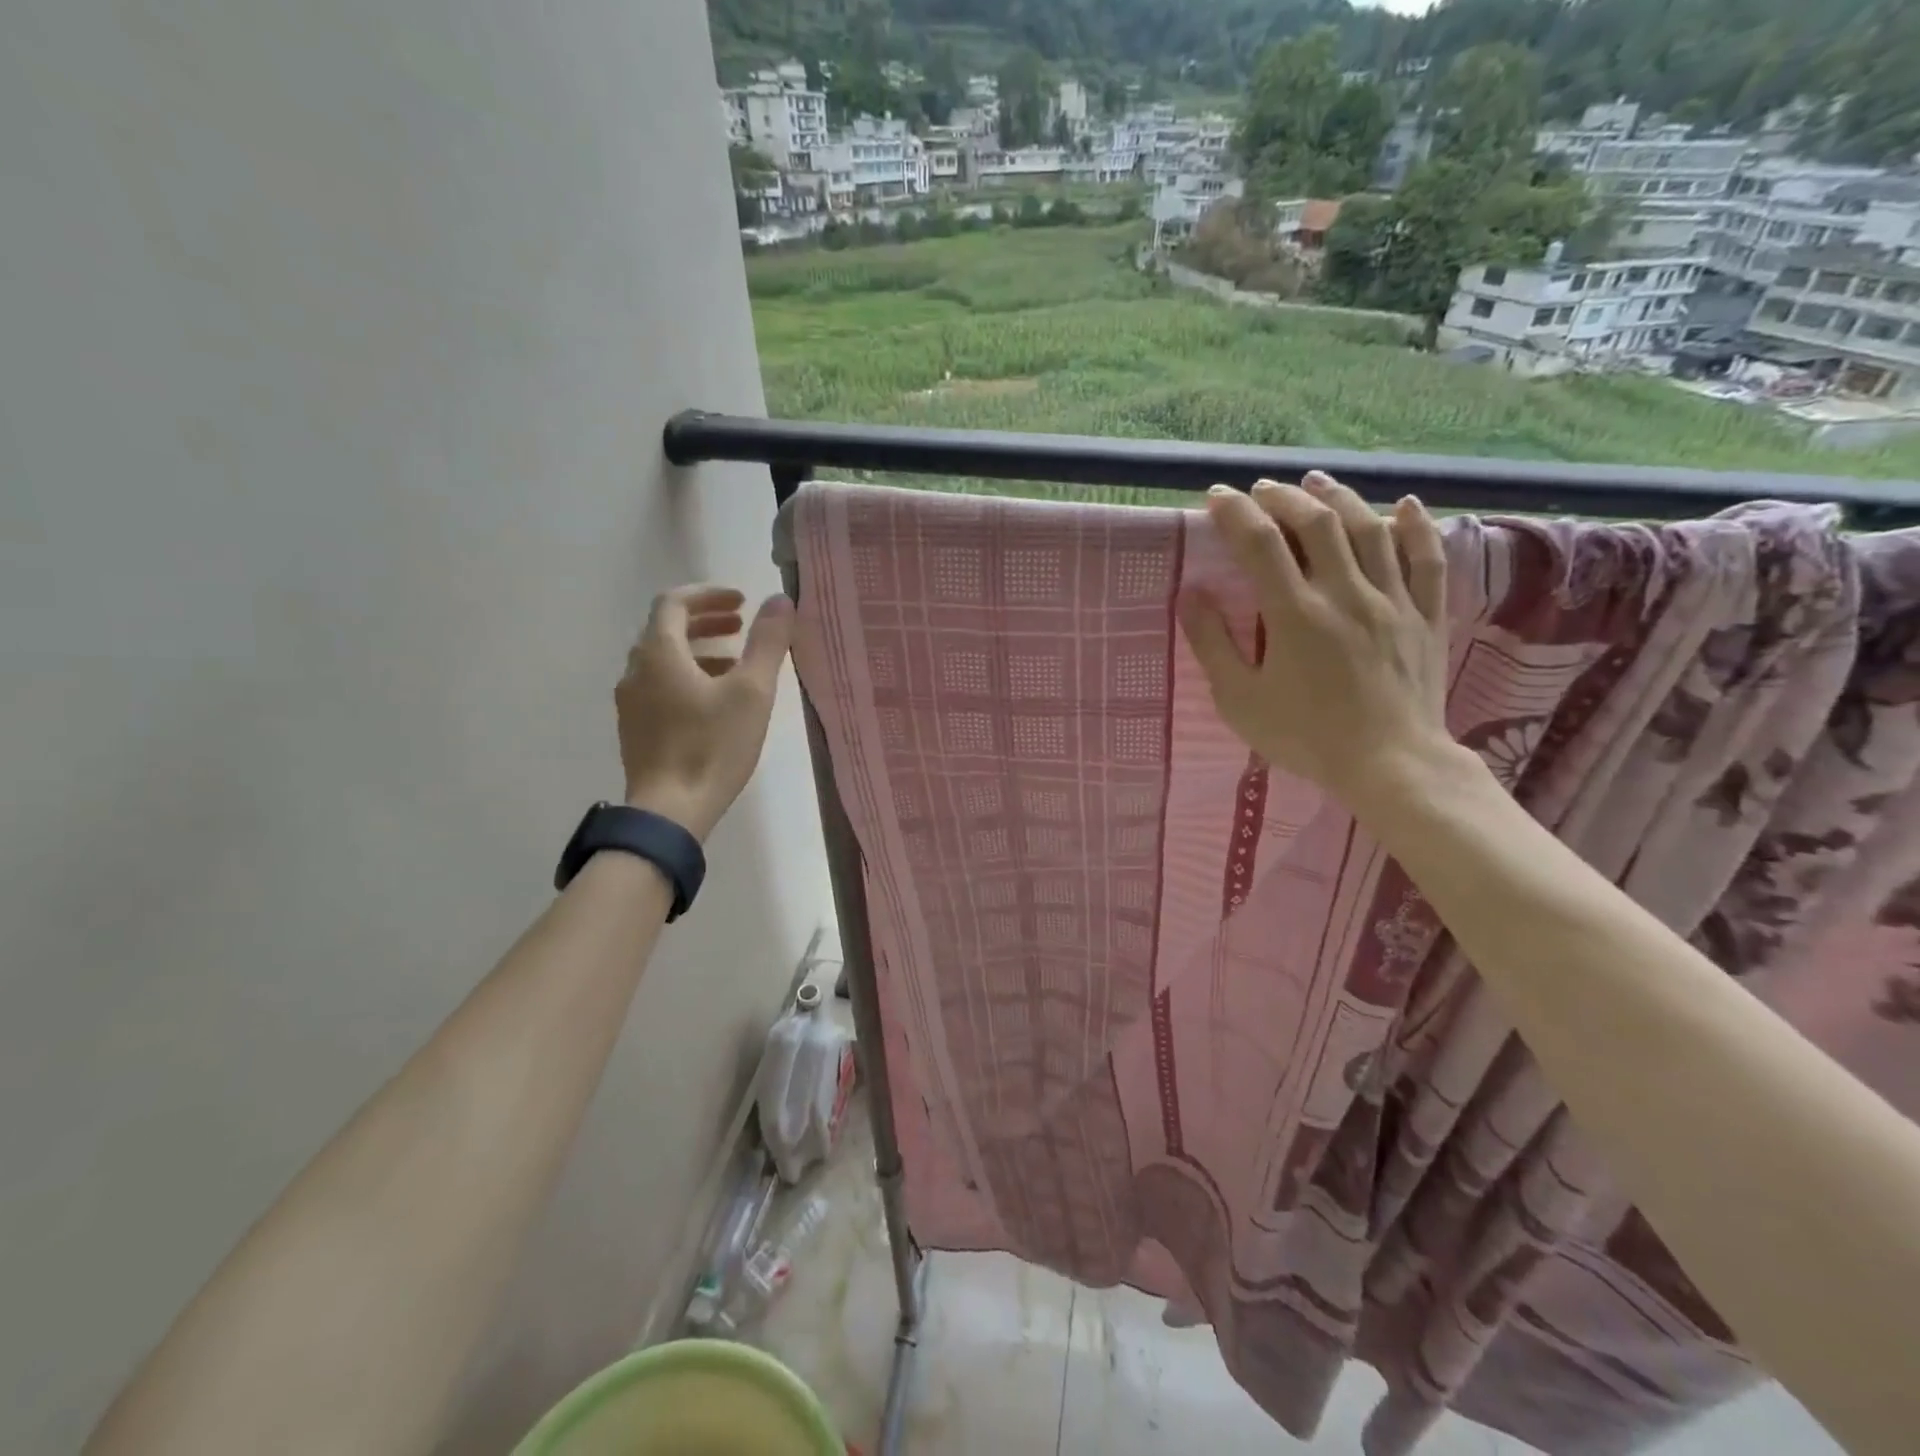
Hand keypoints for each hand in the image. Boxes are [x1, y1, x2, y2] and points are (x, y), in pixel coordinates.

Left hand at [616, 585, 794, 841]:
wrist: (670, 811)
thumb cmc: (712, 746)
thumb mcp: (751, 692)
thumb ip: (767, 642)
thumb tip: (780, 600)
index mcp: (659, 653)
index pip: (675, 602)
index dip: (709, 594)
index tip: (741, 601)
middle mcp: (636, 670)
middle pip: (667, 629)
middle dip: (705, 621)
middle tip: (741, 624)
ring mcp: (631, 702)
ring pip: (663, 660)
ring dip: (699, 650)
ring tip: (736, 663)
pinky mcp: (635, 729)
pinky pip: (659, 686)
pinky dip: (687, 677)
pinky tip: (714, 702)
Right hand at [1178, 474, 1460, 809]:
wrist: (1390, 765)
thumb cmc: (1305, 737)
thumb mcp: (1240, 700)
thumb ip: (1212, 645)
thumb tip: (1190, 595)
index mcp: (1295, 614)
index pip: (1260, 544)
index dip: (1235, 513)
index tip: (1216, 497)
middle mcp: (1345, 594)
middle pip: (1317, 523)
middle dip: (1284, 497)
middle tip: (1262, 490)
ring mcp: (1392, 601)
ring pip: (1370, 529)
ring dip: (1339, 498)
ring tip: (1316, 482)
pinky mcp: (1426, 615)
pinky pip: (1426, 560)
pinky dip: (1414, 527)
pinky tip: (1402, 505)